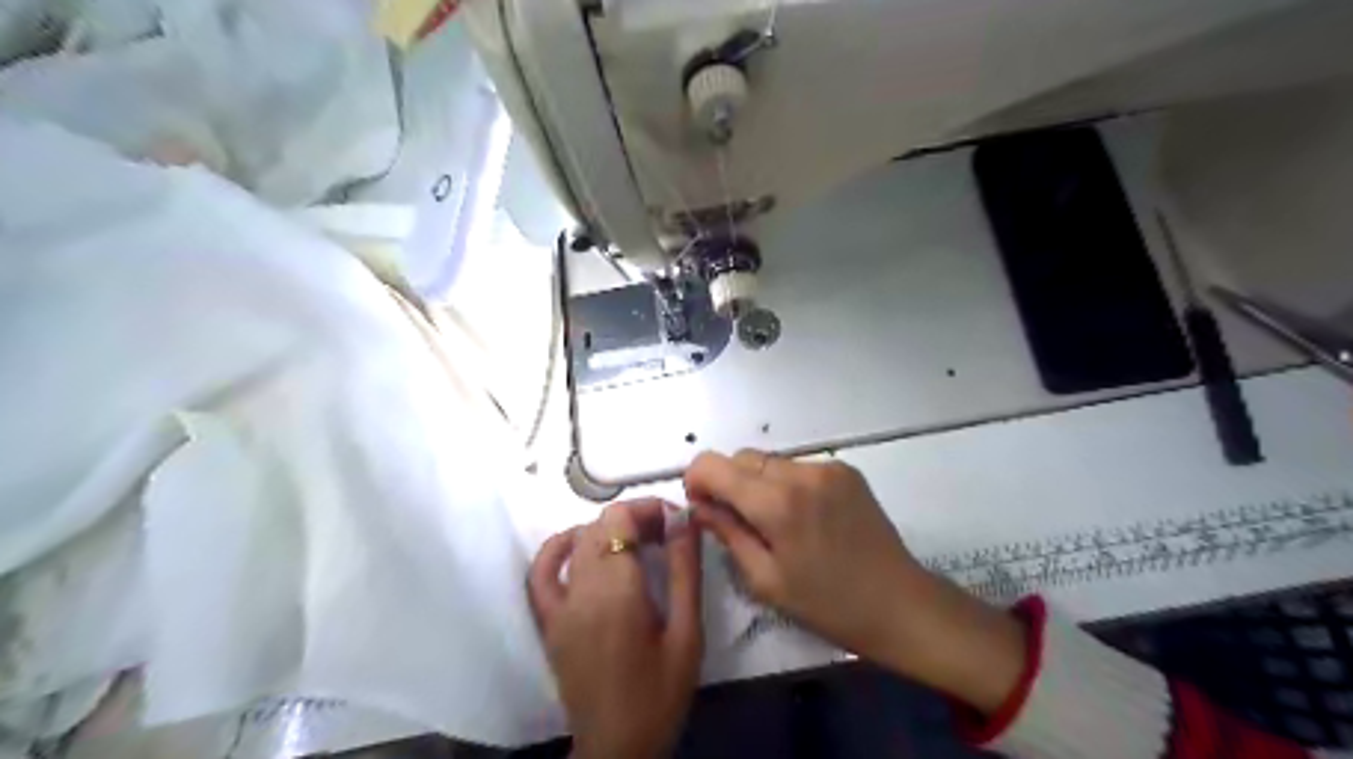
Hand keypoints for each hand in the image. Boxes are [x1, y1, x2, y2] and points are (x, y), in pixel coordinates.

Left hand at [527, 501, 703, 754]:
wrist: (618, 748)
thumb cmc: (661, 693)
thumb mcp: (688, 633)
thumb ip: (685, 571)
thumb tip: (684, 520)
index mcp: (617, 592)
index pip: (619, 519)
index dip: (647, 509)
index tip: (676, 522)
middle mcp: (581, 590)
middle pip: (600, 526)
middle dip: (634, 520)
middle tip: (667, 536)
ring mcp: (559, 606)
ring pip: (577, 541)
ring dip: (607, 532)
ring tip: (636, 544)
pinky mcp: (549, 621)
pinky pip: (542, 571)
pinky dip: (559, 548)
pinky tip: (581, 546)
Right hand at [690, 454, 1026, 713]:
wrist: (900, 604)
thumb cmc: (827, 604)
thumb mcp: (765, 579)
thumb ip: (726, 533)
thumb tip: (699, 505)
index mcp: (777, 502)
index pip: (713, 464)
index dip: (696, 480)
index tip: (700, 507)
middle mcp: (801, 472)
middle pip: (741, 458)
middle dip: (726, 482)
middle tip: (733, 520)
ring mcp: (827, 467)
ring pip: (769, 461)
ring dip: (757, 483)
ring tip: (772, 522)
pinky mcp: (846, 470)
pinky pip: (797, 467)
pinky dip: (785, 484)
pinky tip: (801, 517)